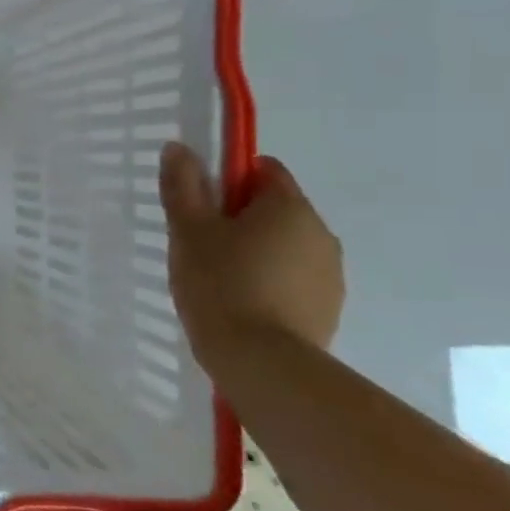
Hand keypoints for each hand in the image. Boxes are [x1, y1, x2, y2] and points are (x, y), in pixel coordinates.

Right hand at [160, 142, 344, 360]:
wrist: (262, 362)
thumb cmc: (221, 284)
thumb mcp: (188, 230)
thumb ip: (183, 186)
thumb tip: (179, 148)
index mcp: (290, 207)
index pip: (264, 170)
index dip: (229, 179)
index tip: (200, 203)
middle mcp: (320, 233)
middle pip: (275, 209)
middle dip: (239, 218)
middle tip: (199, 243)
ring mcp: (330, 274)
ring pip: (284, 246)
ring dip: (255, 251)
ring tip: (217, 279)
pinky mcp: (327, 308)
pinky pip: (292, 279)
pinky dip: (269, 282)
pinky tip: (239, 303)